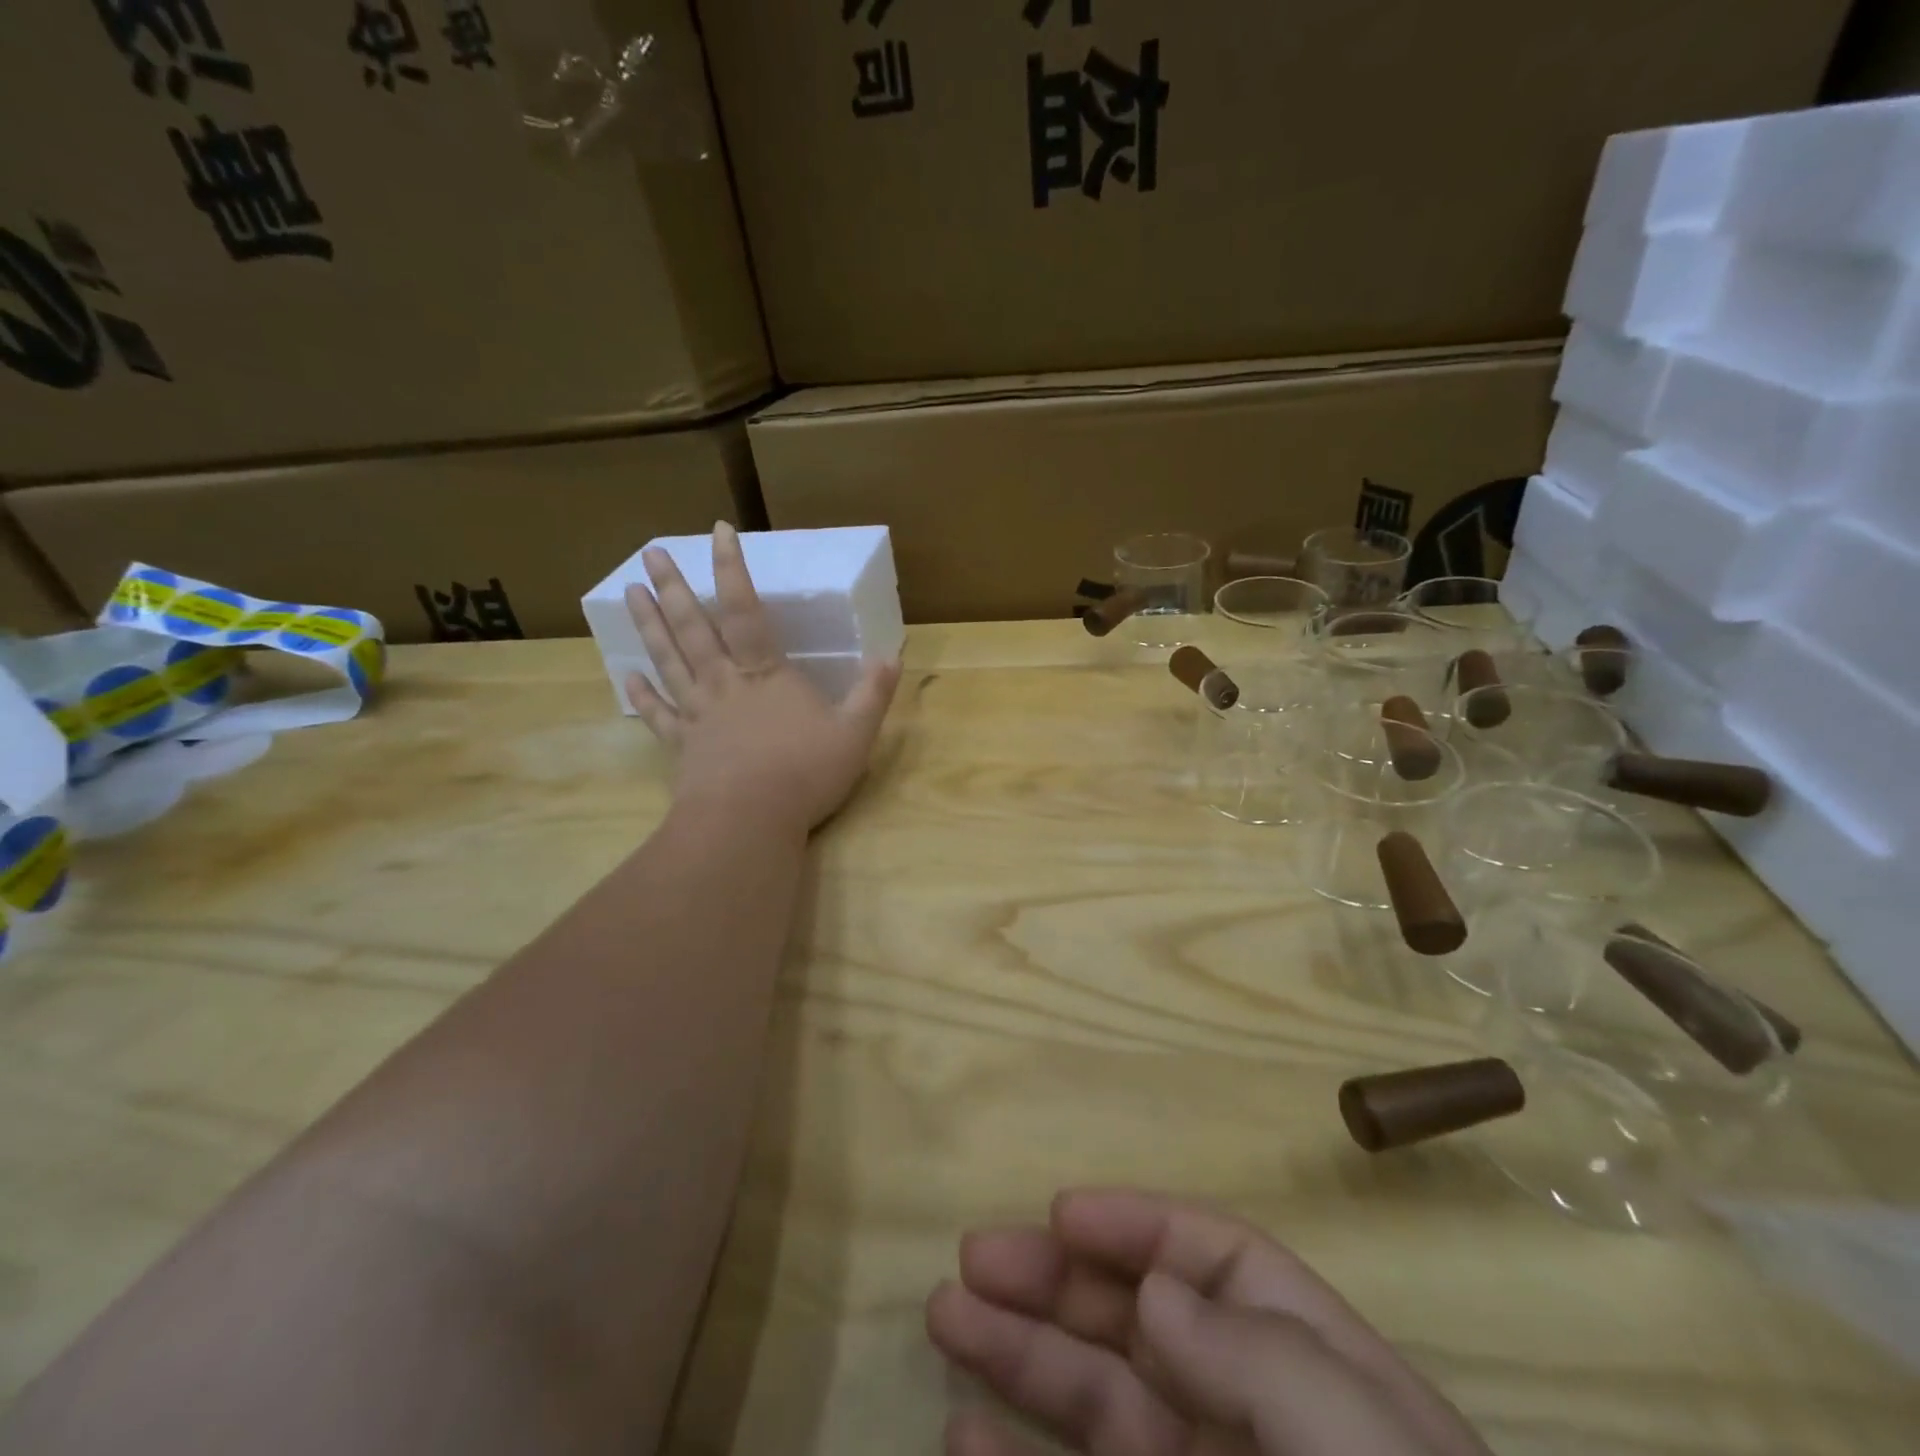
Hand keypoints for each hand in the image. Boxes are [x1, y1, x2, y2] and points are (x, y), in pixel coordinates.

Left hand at [623, 522, 901, 833]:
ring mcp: (698, 714)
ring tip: (630, 592)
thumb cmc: (804, 773)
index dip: (732, 569)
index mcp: (765, 674)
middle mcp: (724, 683)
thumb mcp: (855, 733)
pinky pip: (659, 714)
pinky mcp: (682, 745)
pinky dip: (643, 695)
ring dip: (650, 625)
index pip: (746, 610)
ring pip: (669, 660)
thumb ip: (873, 693)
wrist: (748, 821)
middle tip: (651, 553)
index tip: (718, 531)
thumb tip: (892, 655)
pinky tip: (628, 676)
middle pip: (693, 628)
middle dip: (674, 587)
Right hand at [926, 1189, 1488, 1455]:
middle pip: (1139, 1323)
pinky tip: (960, 1437)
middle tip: (975, 1256)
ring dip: (1020, 1355)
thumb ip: (1262, 1359)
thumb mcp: (1362, 1450)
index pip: (1218, 1264)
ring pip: (1095, 1403)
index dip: (1137, 1226)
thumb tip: (1157, 1291)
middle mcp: (1250, 1427)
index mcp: (1310, 1377)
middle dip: (1056, 1280)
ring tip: (946, 1314)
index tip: (1060, 1212)